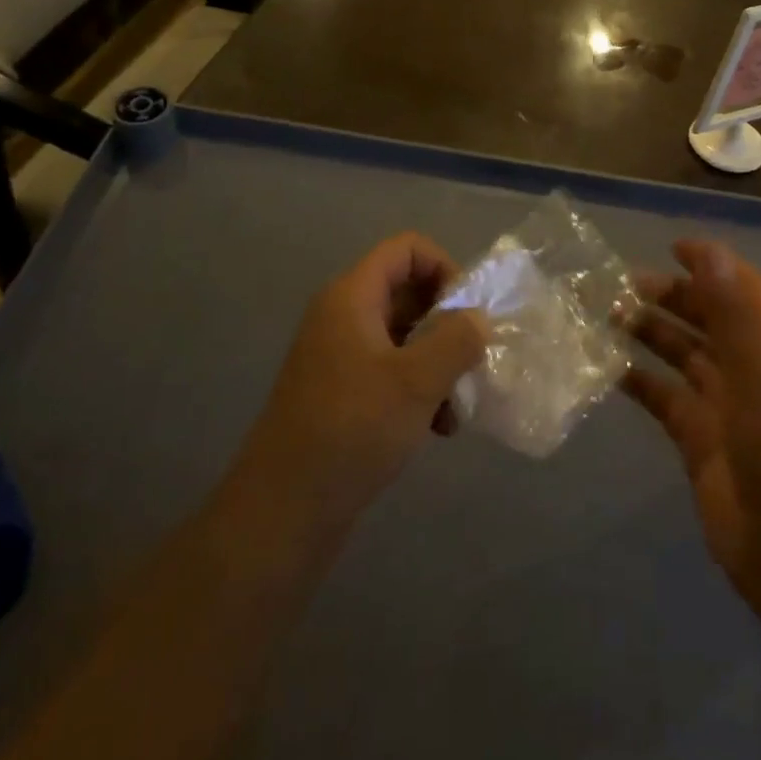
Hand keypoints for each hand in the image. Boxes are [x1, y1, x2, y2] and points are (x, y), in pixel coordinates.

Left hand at [236, 233, 486, 533]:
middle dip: (447, 323)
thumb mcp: (416, 382)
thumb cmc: (351, 431)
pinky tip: (439, 429)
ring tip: (458, 407)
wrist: (283, 511)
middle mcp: (343, 316)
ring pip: (404, 336)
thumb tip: (477, 318)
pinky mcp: (343, 393)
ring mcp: (340, 356)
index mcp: (352, 297)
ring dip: (439, 363)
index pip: (407, 249)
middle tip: (471, 360)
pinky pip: (392, 371)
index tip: (466, 314)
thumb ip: (456, 340)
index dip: (444, 268)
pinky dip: (419, 390)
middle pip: (408, 291)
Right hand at [625, 240, 760, 612]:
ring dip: (650, 332)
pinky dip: (638, 380)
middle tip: (622, 286)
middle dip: (671, 296)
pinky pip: (664, 396)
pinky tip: (607, 367)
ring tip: (608, 315)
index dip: (712, 264)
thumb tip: (710, 252)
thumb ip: (734, 312)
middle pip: (709, 318)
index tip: (671, 248)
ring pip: (682, 354)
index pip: (744, 289)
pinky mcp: (698, 439)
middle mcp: (751, 369)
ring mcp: (724, 406)